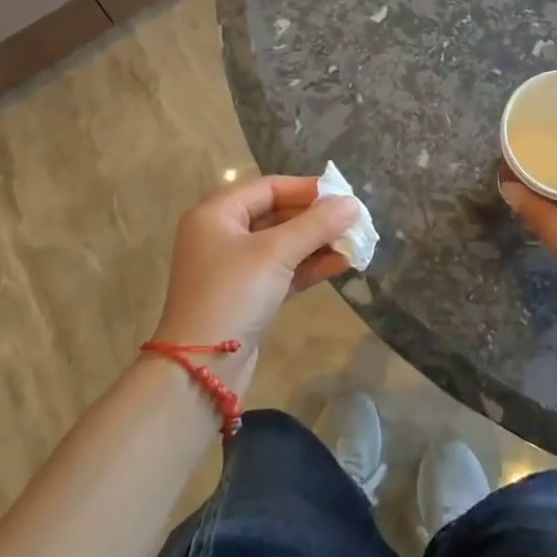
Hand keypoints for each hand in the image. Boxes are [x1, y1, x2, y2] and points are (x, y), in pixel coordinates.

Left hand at [150, 175, 360, 394]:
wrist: (201, 369)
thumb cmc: (233, 295)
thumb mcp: (275, 253)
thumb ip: (316, 224)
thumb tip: (353, 204)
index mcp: (216, 213)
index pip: (268, 187)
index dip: (307, 188)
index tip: (343, 194)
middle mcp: (222, 234)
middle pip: (277, 213)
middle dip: (316, 217)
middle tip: (354, 220)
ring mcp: (234, 267)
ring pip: (283, 243)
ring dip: (318, 242)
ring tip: (356, 242)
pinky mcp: (248, 295)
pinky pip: (283, 269)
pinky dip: (310, 266)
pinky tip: (342, 264)